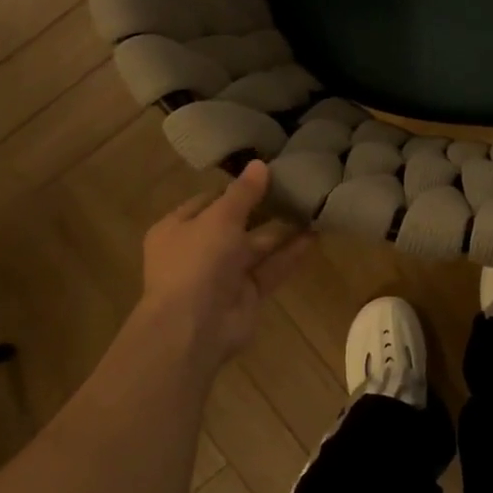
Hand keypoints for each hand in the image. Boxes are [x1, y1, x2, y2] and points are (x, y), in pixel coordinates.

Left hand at [128, 160, 310, 371]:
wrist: (193, 328)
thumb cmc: (197, 262)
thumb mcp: (219, 218)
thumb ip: (243, 193)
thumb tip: (260, 164)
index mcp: (178, 229)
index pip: (209, 201)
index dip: (235, 188)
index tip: (266, 173)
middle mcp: (199, 250)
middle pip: (235, 224)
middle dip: (263, 208)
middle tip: (295, 187)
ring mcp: (223, 275)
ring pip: (257, 247)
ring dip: (282, 230)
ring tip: (311, 206)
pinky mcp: (247, 295)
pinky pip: (271, 268)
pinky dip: (290, 253)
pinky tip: (315, 235)